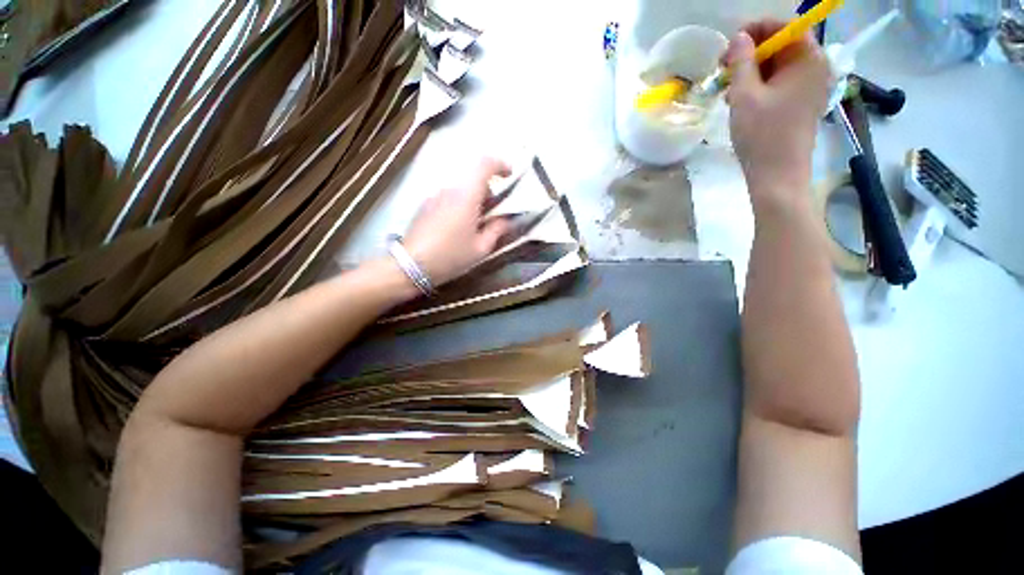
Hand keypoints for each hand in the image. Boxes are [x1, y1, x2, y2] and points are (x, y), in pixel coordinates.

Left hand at [401, 158, 511, 286]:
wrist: (411, 265)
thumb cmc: (451, 256)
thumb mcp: (480, 248)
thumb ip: (497, 230)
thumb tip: (507, 220)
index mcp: (466, 196)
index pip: (484, 165)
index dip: (500, 165)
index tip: (509, 174)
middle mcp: (449, 190)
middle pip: (473, 179)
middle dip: (487, 191)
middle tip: (492, 214)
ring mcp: (434, 196)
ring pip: (460, 190)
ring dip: (472, 200)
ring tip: (473, 226)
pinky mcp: (424, 206)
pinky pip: (448, 198)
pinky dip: (458, 205)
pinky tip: (456, 229)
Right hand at [725, 21, 831, 208]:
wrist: (777, 175)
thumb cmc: (761, 135)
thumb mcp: (744, 95)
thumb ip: (741, 61)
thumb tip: (739, 37)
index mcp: (808, 59)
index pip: (785, 26)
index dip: (756, 30)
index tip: (730, 45)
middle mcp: (816, 67)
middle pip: (782, 45)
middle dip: (752, 52)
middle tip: (725, 70)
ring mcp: (811, 86)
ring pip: (779, 65)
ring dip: (752, 71)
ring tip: (729, 89)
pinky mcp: (803, 102)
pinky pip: (781, 82)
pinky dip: (760, 85)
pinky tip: (741, 99)